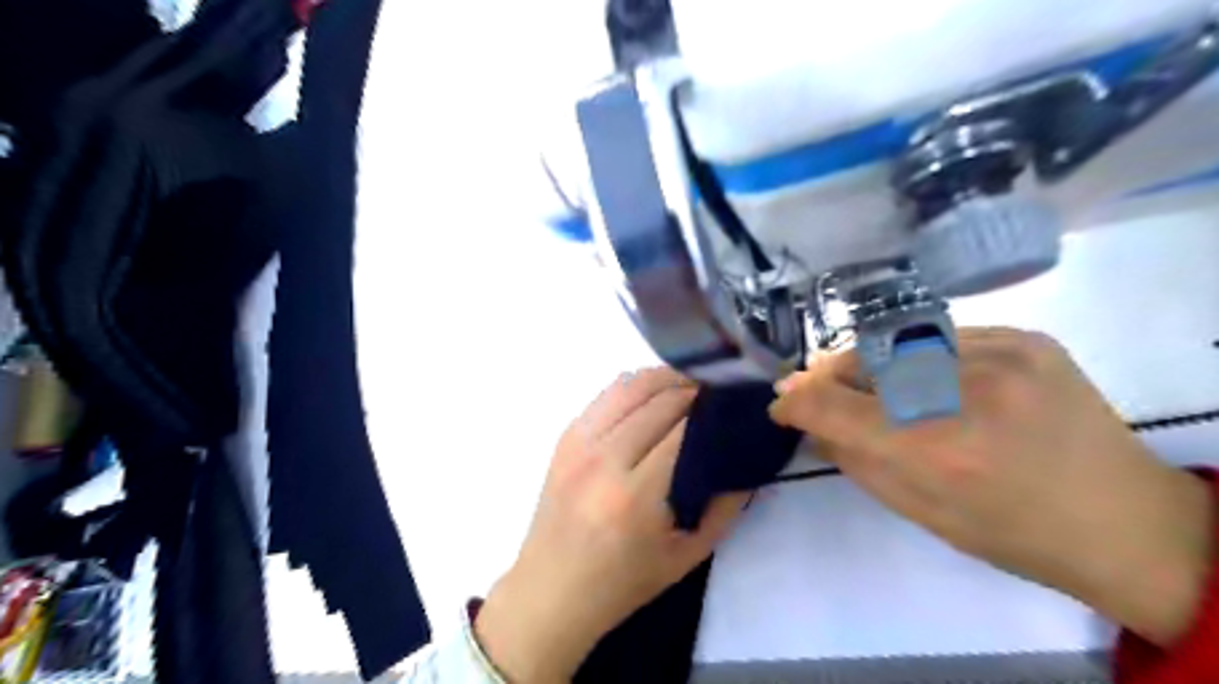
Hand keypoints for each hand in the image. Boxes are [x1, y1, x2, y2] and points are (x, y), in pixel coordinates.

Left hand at [473, 371, 741, 681]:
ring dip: (666, 380)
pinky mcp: (566, 436)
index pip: (684, 429)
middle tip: (719, 398)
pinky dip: (637, 387)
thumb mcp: (688, 556)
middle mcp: (604, 459)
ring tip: (690, 389)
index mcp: (636, 495)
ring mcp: (579, 442)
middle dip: (696, 391)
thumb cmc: (623, 581)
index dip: (714, 410)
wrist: (552, 589)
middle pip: (660, 400)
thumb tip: (747, 459)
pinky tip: (654, 397)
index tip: (737, 408)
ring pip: (631, 385)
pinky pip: (608, 394)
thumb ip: (726, 506)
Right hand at [774, 325, 1212, 645]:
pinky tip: (929, 378)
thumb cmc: (1010, 530)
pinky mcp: (1026, 337)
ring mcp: (1000, 354)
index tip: (781, 402)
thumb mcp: (916, 509)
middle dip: (827, 376)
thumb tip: (806, 419)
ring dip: (868, 363)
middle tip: (815, 387)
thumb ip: (851, 457)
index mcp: (932, 449)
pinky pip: (941, 337)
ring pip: (895, 341)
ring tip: (868, 382)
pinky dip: (918, 355)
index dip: (794, 399)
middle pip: (858, 361)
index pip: (831, 405)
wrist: (1125, 519)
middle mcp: (962, 390)